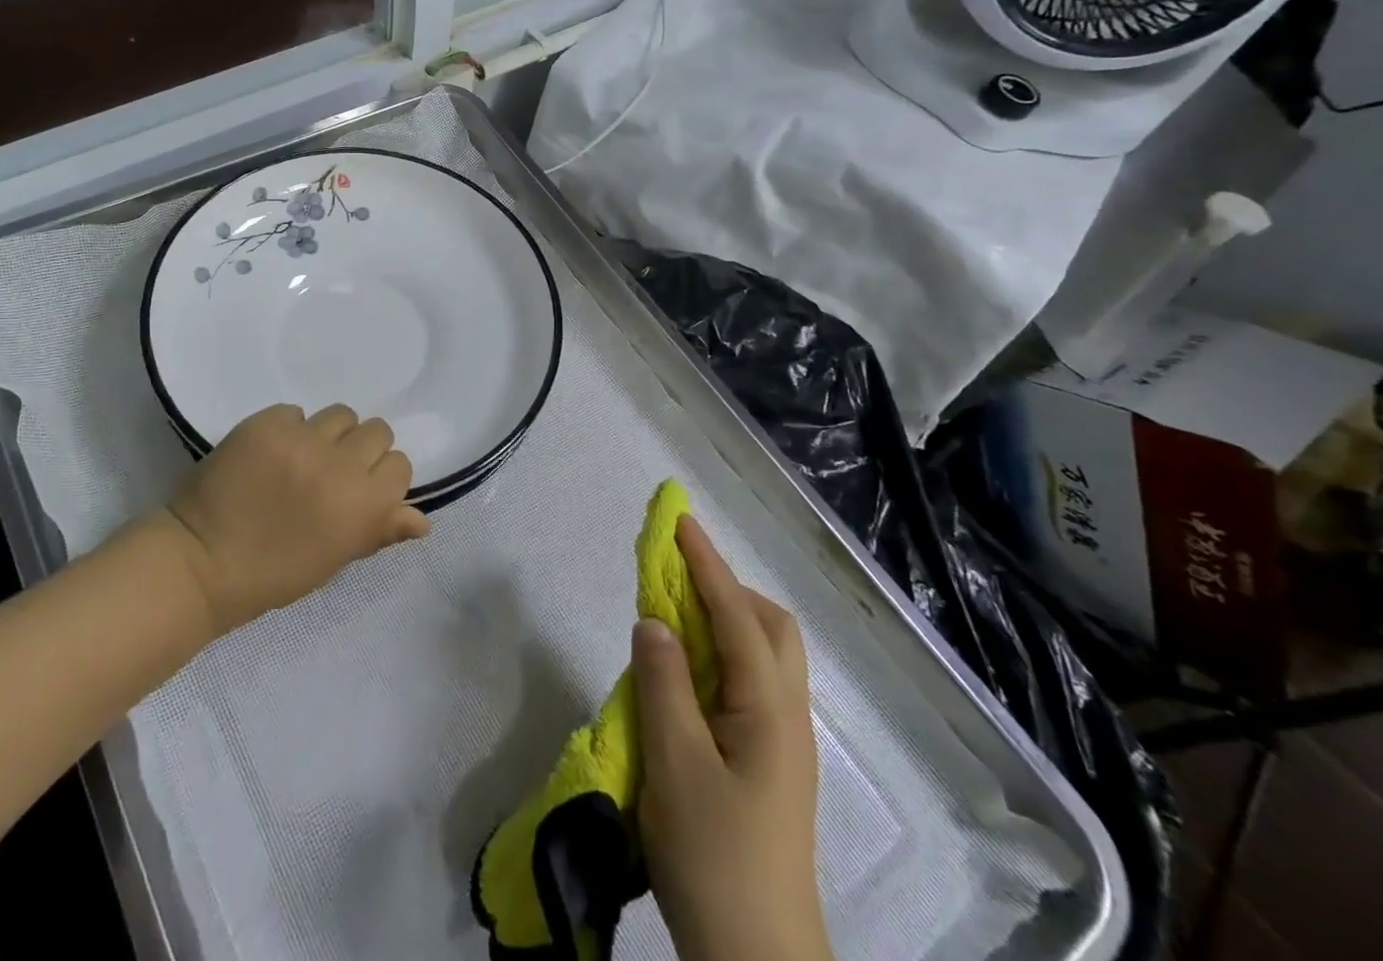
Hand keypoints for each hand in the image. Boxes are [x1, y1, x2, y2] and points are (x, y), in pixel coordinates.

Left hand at [162, 404, 428, 635]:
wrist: (201, 563)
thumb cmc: (272, 575)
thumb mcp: (334, 560)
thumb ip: (379, 531)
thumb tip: (422, 520)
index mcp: (363, 506)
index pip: (399, 464)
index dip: (382, 477)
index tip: (360, 489)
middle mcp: (340, 465)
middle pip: (376, 430)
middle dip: (360, 449)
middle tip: (332, 471)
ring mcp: (302, 440)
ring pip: (340, 414)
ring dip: (329, 434)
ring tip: (302, 457)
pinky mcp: (266, 423)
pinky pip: (295, 412)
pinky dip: (289, 429)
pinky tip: (270, 454)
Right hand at [633, 515, 832, 960]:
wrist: (755, 958)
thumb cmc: (714, 856)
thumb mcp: (675, 764)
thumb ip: (663, 683)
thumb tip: (653, 620)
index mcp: (768, 709)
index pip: (736, 614)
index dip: (706, 563)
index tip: (678, 521)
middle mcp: (785, 715)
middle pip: (768, 627)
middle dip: (725, 587)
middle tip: (675, 578)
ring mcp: (781, 742)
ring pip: (762, 655)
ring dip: (722, 620)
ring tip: (674, 618)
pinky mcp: (767, 763)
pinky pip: (747, 683)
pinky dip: (718, 656)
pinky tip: (685, 674)